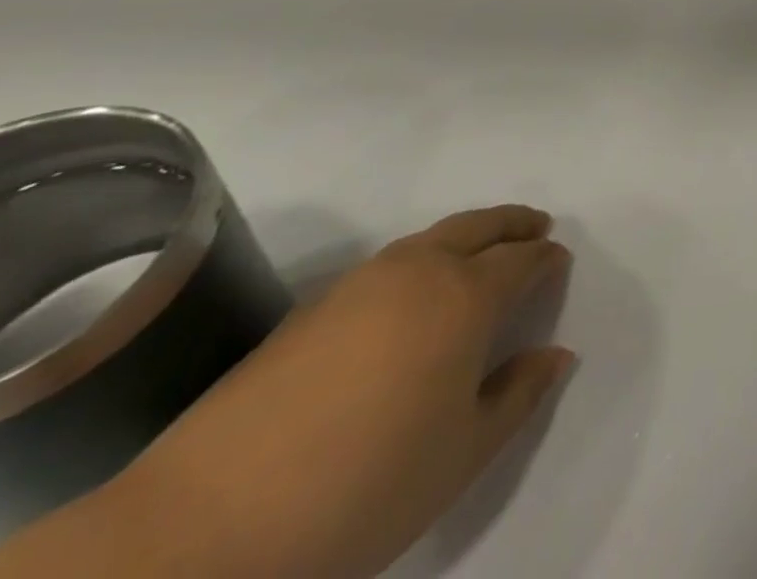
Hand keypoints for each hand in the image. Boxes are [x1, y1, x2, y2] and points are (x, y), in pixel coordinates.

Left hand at [105, 207, 573, 578]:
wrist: (196, 533)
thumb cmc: (362, 488)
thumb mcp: (462, 456)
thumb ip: (519, 395)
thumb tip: (556, 354)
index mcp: (465, 295)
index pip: (522, 259)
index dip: (547, 258)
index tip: (560, 262)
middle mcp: (418, 271)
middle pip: (480, 225)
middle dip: (514, 223)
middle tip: (537, 227)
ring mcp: (359, 284)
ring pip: (431, 237)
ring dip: (467, 235)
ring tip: (481, 254)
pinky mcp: (310, 310)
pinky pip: (389, 263)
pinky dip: (421, 260)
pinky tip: (412, 296)